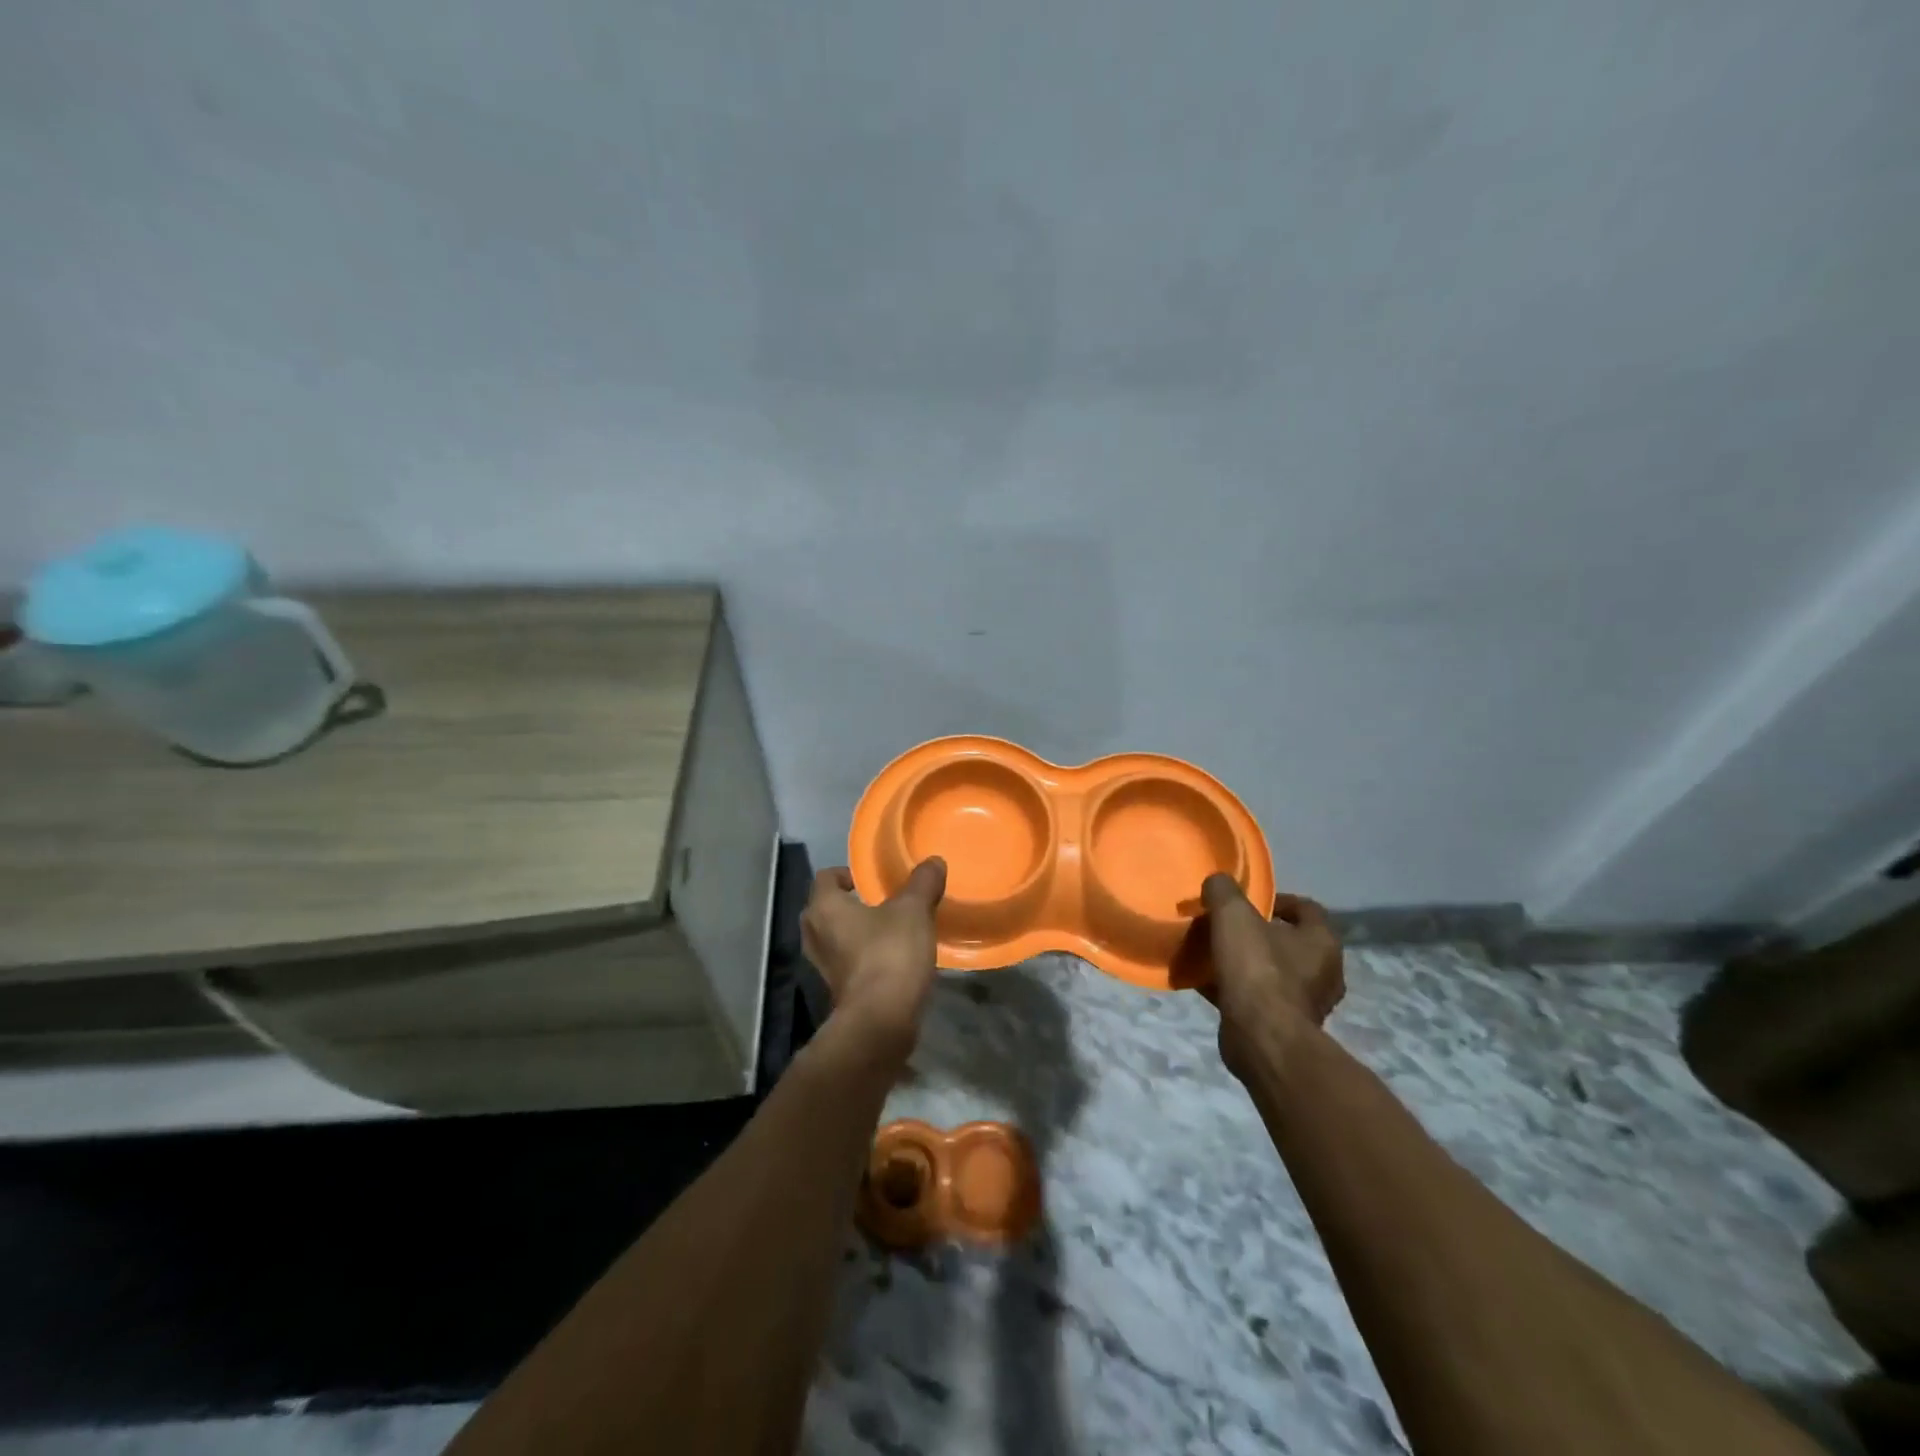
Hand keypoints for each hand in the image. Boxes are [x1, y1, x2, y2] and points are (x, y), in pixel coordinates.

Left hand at [800, 859, 946, 1062]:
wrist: (881, 1021)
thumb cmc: (890, 953)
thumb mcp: (914, 911)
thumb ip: (922, 883)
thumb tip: (933, 861)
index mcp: (824, 907)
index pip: (826, 877)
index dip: (847, 874)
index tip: (871, 880)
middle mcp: (814, 934)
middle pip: (824, 908)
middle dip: (848, 904)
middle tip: (879, 902)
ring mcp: (822, 966)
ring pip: (833, 938)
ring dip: (854, 933)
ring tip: (886, 930)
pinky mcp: (836, 990)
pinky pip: (845, 963)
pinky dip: (860, 957)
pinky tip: (888, 958)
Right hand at [1198, 873, 1344, 1078]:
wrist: (1261, 1039)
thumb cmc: (1257, 970)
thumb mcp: (1234, 915)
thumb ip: (1224, 891)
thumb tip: (1218, 883)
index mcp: (1322, 941)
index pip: (1306, 908)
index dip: (1276, 899)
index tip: (1245, 902)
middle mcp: (1324, 972)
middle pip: (1289, 941)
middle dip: (1258, 933)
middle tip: (1226, 927)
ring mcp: (1307, 1002)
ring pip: (1273, 971)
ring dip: (1246, 962)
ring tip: (1213, 954)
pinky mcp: (1285, 1026)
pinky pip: (1259, 997)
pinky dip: (1237, 988)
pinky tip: (1207, 982)